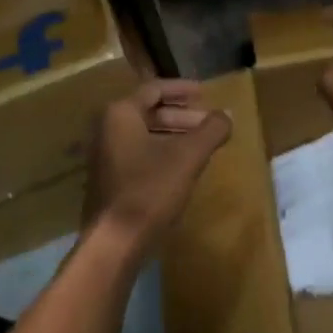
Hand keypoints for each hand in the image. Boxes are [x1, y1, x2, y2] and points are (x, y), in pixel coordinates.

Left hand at [84, 80, 230, 258]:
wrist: (114, 244)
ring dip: (174, 135)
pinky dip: (161, 152)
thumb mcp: (188, 157)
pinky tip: (182, 168)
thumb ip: (210, 131)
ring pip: (144, 134)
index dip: (182, 89)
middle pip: (149, 111)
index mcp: (121, 113)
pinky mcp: (108, 179)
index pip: (154, 89)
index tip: (205, 93)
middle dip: (182, 116)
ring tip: (201, 145)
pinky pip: (138, 153)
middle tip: (208, 123)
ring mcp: (105, 155)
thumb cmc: (149, 190)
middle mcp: (107, 128)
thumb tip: (227, 114)